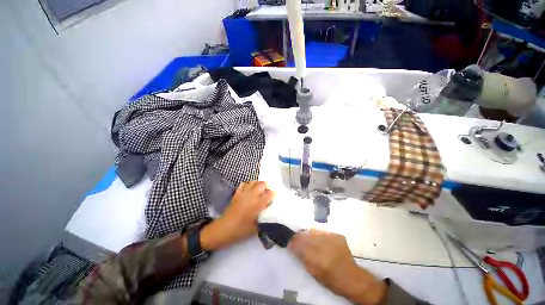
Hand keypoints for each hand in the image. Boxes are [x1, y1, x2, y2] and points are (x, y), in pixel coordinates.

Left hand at [200, 181, 273, 250]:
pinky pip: (243, 184)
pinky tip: (249, 188)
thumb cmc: (240, 230)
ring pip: (253, 182)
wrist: (223, 229)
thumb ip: (263, 221)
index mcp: (257, 205)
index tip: (275, 195)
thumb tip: (269, 217)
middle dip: (267, 186)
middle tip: (268, 190)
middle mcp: (251, 196)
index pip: (269, 195)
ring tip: (260, 188)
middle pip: (262, 184)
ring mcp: (243, 193)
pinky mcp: (237, 194)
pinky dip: (248, 184)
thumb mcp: (255, 229)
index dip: (273, 194)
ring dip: (258, 183)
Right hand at [289, 230, 386, 304]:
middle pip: (306, 235)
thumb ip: (302, 257)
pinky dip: (317, 234)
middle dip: (299, 236)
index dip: (293, 241)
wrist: (351, 277)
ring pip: (314, 231)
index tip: (289, 241)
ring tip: (306, 237)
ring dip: (308, 234)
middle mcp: (325, 245)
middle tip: (296, 237)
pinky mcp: (337, 235)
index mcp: (317, 257)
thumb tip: (292, 245)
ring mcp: (332, 238)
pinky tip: (318, 239)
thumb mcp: (313, 272)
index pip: (300, 244)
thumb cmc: (330, 279)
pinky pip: (322, 232)